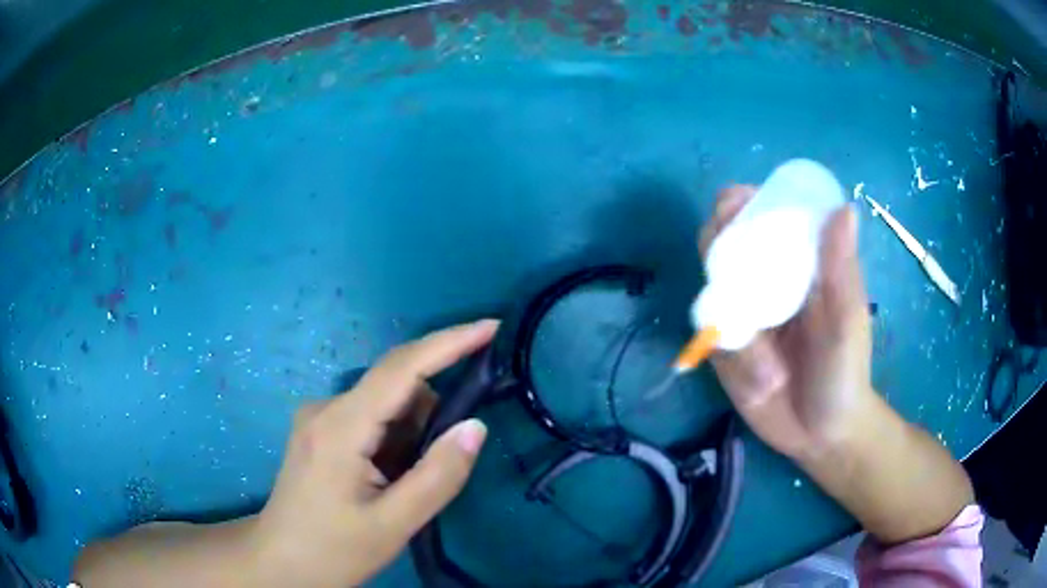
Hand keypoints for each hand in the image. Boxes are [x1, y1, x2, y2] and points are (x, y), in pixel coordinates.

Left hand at [248, 320, 497, 587]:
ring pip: (384, 402)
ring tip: (407, 482)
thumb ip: (437, 476)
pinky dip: (393, 436)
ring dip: (412, 430)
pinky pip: (369, 416)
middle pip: (394, 383)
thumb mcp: (394, 524)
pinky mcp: (319, 430)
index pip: (401, 369)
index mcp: (340, 427)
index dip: (449, 343)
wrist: (280, 563)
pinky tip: (389, 476)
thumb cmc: (334, 549)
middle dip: (433, 409)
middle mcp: (326, 408)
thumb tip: (476, 426)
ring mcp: (318, 417)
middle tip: (450, 457)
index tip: (491, 327)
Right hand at [699, 185, 872, 460]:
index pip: (761, 217)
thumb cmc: (845, 371)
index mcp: (796, 263)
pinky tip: (762, 384)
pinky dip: (735, 360)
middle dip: (718, 251)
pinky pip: (711, 340)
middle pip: (723, 245)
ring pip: (711, 292)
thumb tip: (844, 208)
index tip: (732, 206)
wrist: (821, 435)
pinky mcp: (725, 349)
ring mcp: (742, 314)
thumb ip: (841, 270)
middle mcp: (764, 280)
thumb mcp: (847, 322)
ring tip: (770, 370)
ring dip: (733, 324)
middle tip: (733, 282)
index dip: (740, 203)